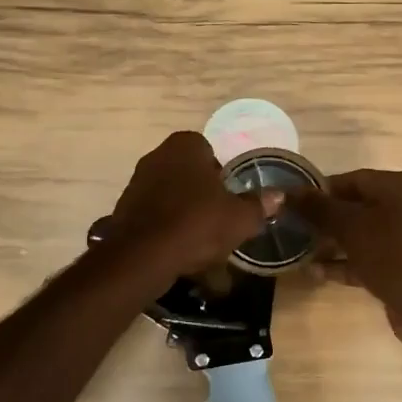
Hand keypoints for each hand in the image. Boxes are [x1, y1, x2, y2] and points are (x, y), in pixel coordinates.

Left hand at [106, 131, 280, 277]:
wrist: (143, 256)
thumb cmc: (197, 224)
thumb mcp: (239, 218)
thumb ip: (258, 205)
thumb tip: (278, 196)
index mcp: (185, 146)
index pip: (208, 149)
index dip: (222, 173)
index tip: (230, 197)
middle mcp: (157, 156)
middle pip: (188, 172)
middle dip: (202, 193)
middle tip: (219, 218)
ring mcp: (136, 182)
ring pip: (170, 195)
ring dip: (184, 212)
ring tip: (200, 241)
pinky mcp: (123, 210)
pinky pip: (154, 215)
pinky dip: (166, 228)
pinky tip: (178, 250)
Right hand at [293, 169, 401, 351]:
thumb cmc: (398, 255)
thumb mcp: (354, 227)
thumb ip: (320, 209)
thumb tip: (288, 192)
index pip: (353, 179)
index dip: (320, 190)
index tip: (291, 202)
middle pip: (356, 207)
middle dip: (324, 219)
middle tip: (291, 227)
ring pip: (360, 236)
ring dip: (331, 243)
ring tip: (297, 250)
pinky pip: (366, 260)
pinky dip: (343, 264)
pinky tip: (314, 273)